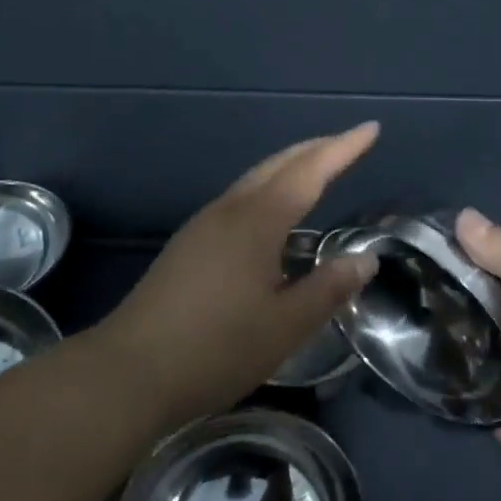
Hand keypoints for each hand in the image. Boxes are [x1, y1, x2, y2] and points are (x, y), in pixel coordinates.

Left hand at [99, 124, 381, 426]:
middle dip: (316, 149)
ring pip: (255, 179)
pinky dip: (268, 189)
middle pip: (278, 164)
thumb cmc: (215, 349)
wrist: (129, 372)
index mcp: (257, 221)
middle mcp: (229, 210)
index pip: (309, 171)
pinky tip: (273, 215)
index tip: (371, 128)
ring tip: (316, 169)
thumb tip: (365, 258)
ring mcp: (203, 225)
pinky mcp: (189, 244)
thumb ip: (328, 288)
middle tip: (349, 143)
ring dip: (289, 167)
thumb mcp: (285, 326)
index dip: (343, 149)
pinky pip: (239, 199)